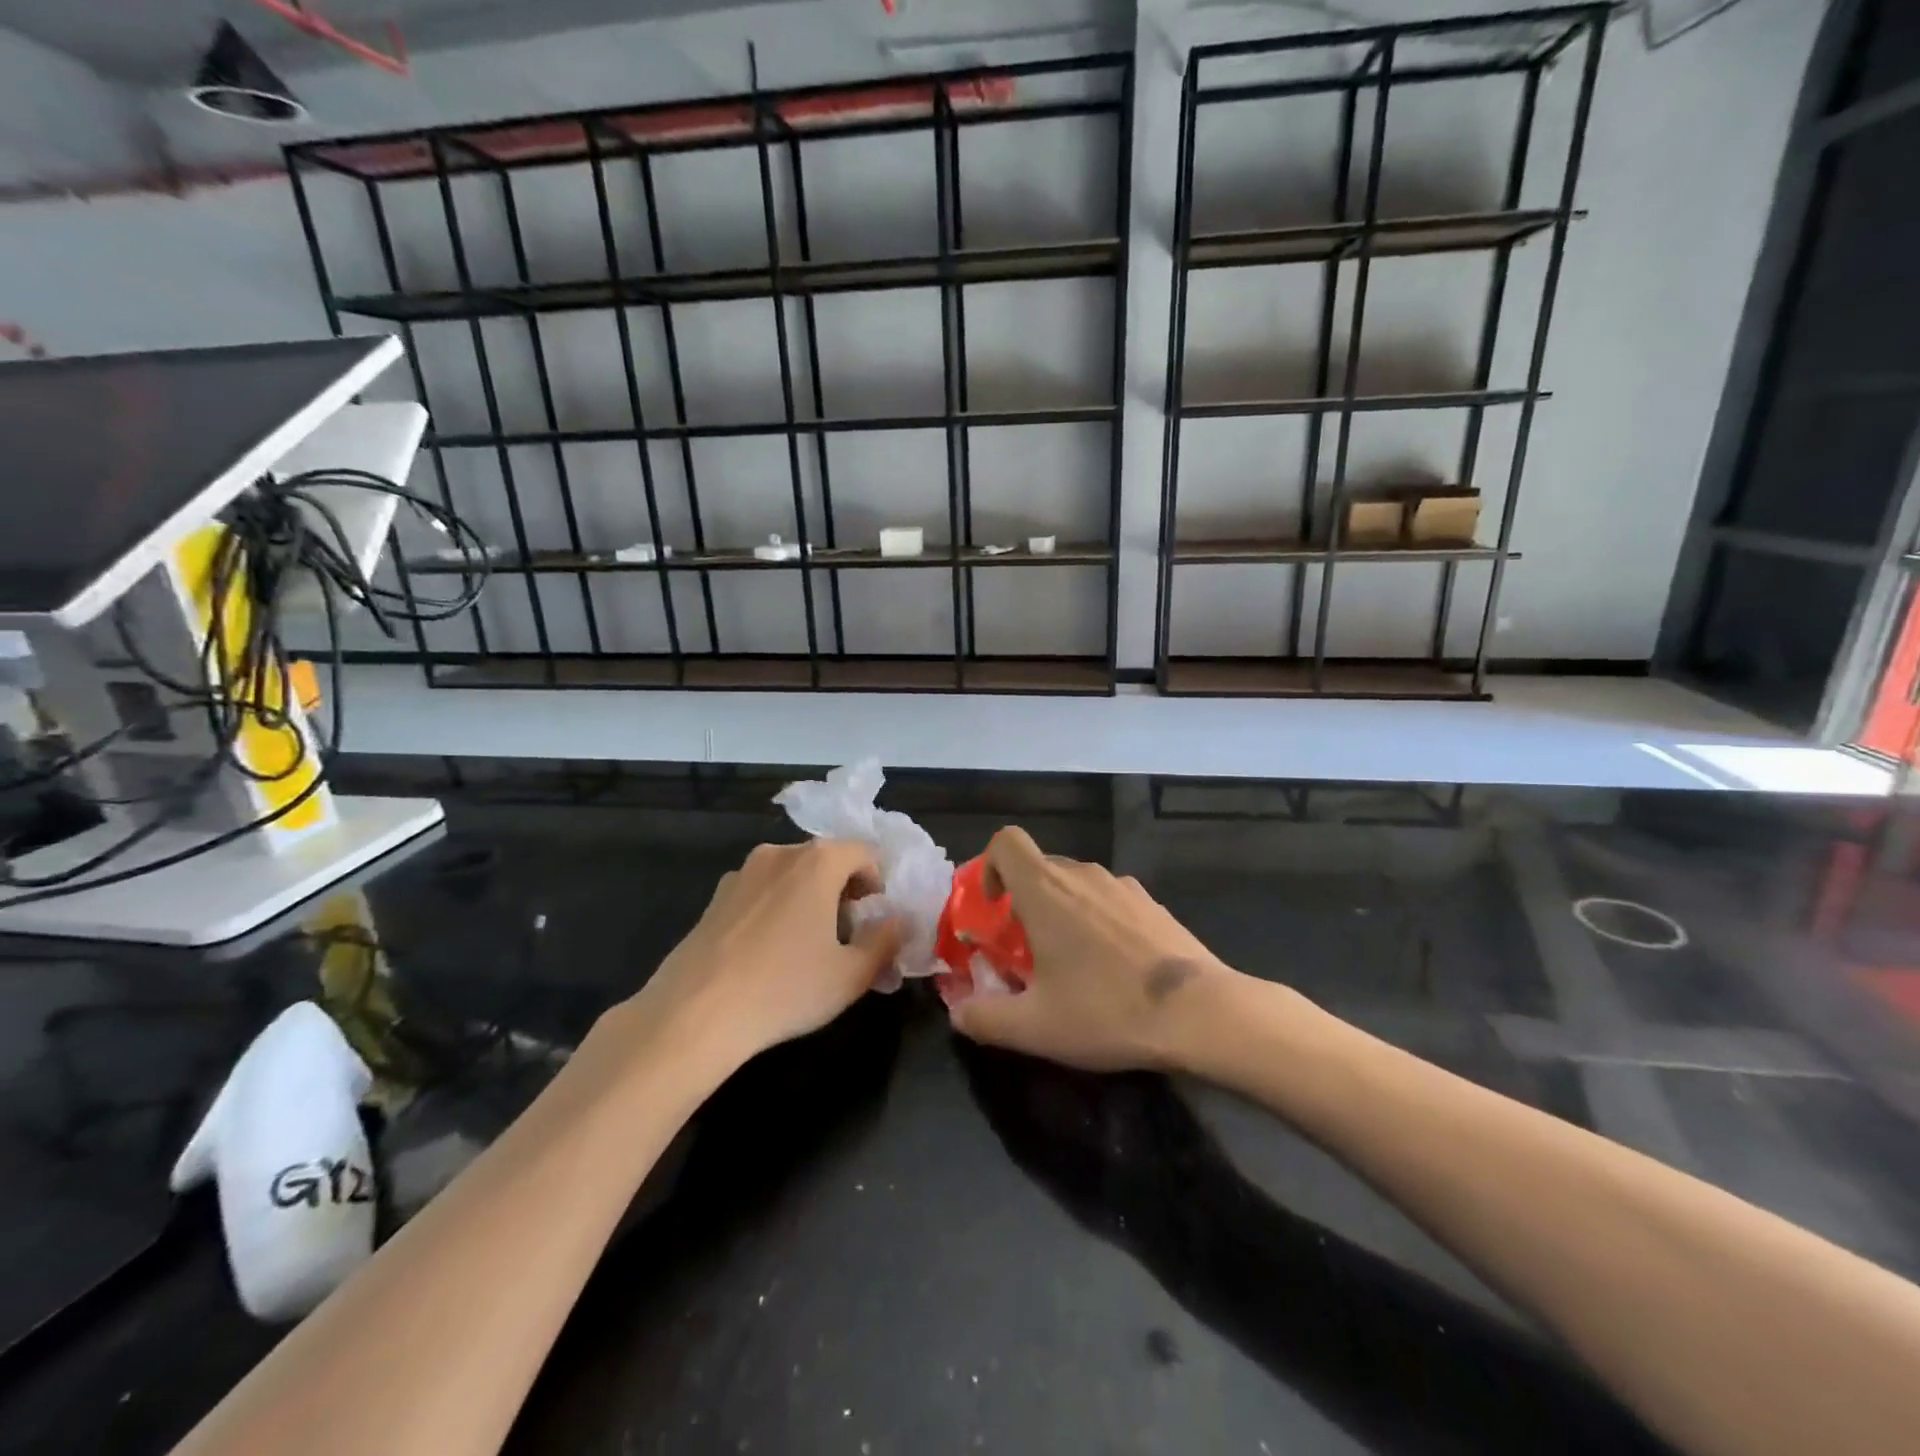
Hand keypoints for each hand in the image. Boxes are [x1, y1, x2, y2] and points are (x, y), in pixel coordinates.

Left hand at [617, 840, 903, 1078]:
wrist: (695, 1014)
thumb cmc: (786, 988)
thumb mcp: (852, 974)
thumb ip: (886, 941)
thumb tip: (899, 922)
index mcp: (818, 861)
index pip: (865, 853)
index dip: (878, 884)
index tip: (874, 920)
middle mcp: (779, 853)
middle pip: (826, 860)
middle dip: (844, 891)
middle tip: (846, 937)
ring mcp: (742, 873)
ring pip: (791, 875)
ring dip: (808, 899)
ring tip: (806, 947)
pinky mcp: (714, 898)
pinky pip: (761, 892)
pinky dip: (775, 909)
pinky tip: (767, 954)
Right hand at [947, 826, 1231, 1071]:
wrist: (1200, 1012)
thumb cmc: (1107, 1009)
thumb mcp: (1034, 1027)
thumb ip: (983, 1018)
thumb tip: (958, 1013)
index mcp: (1046, 889)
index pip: (1006, 841)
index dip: (990, 866)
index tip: (995, 909)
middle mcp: (1083, 874)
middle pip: (1039, 867)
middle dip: (1024, 902)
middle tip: (1027, 953)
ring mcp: (1123, 885)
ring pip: (1076, 885)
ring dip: (1062, 912)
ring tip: (1072, 965)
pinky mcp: (1153, 903)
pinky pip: (1109, 900)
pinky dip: (1098, 921)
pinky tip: (1115, 967)